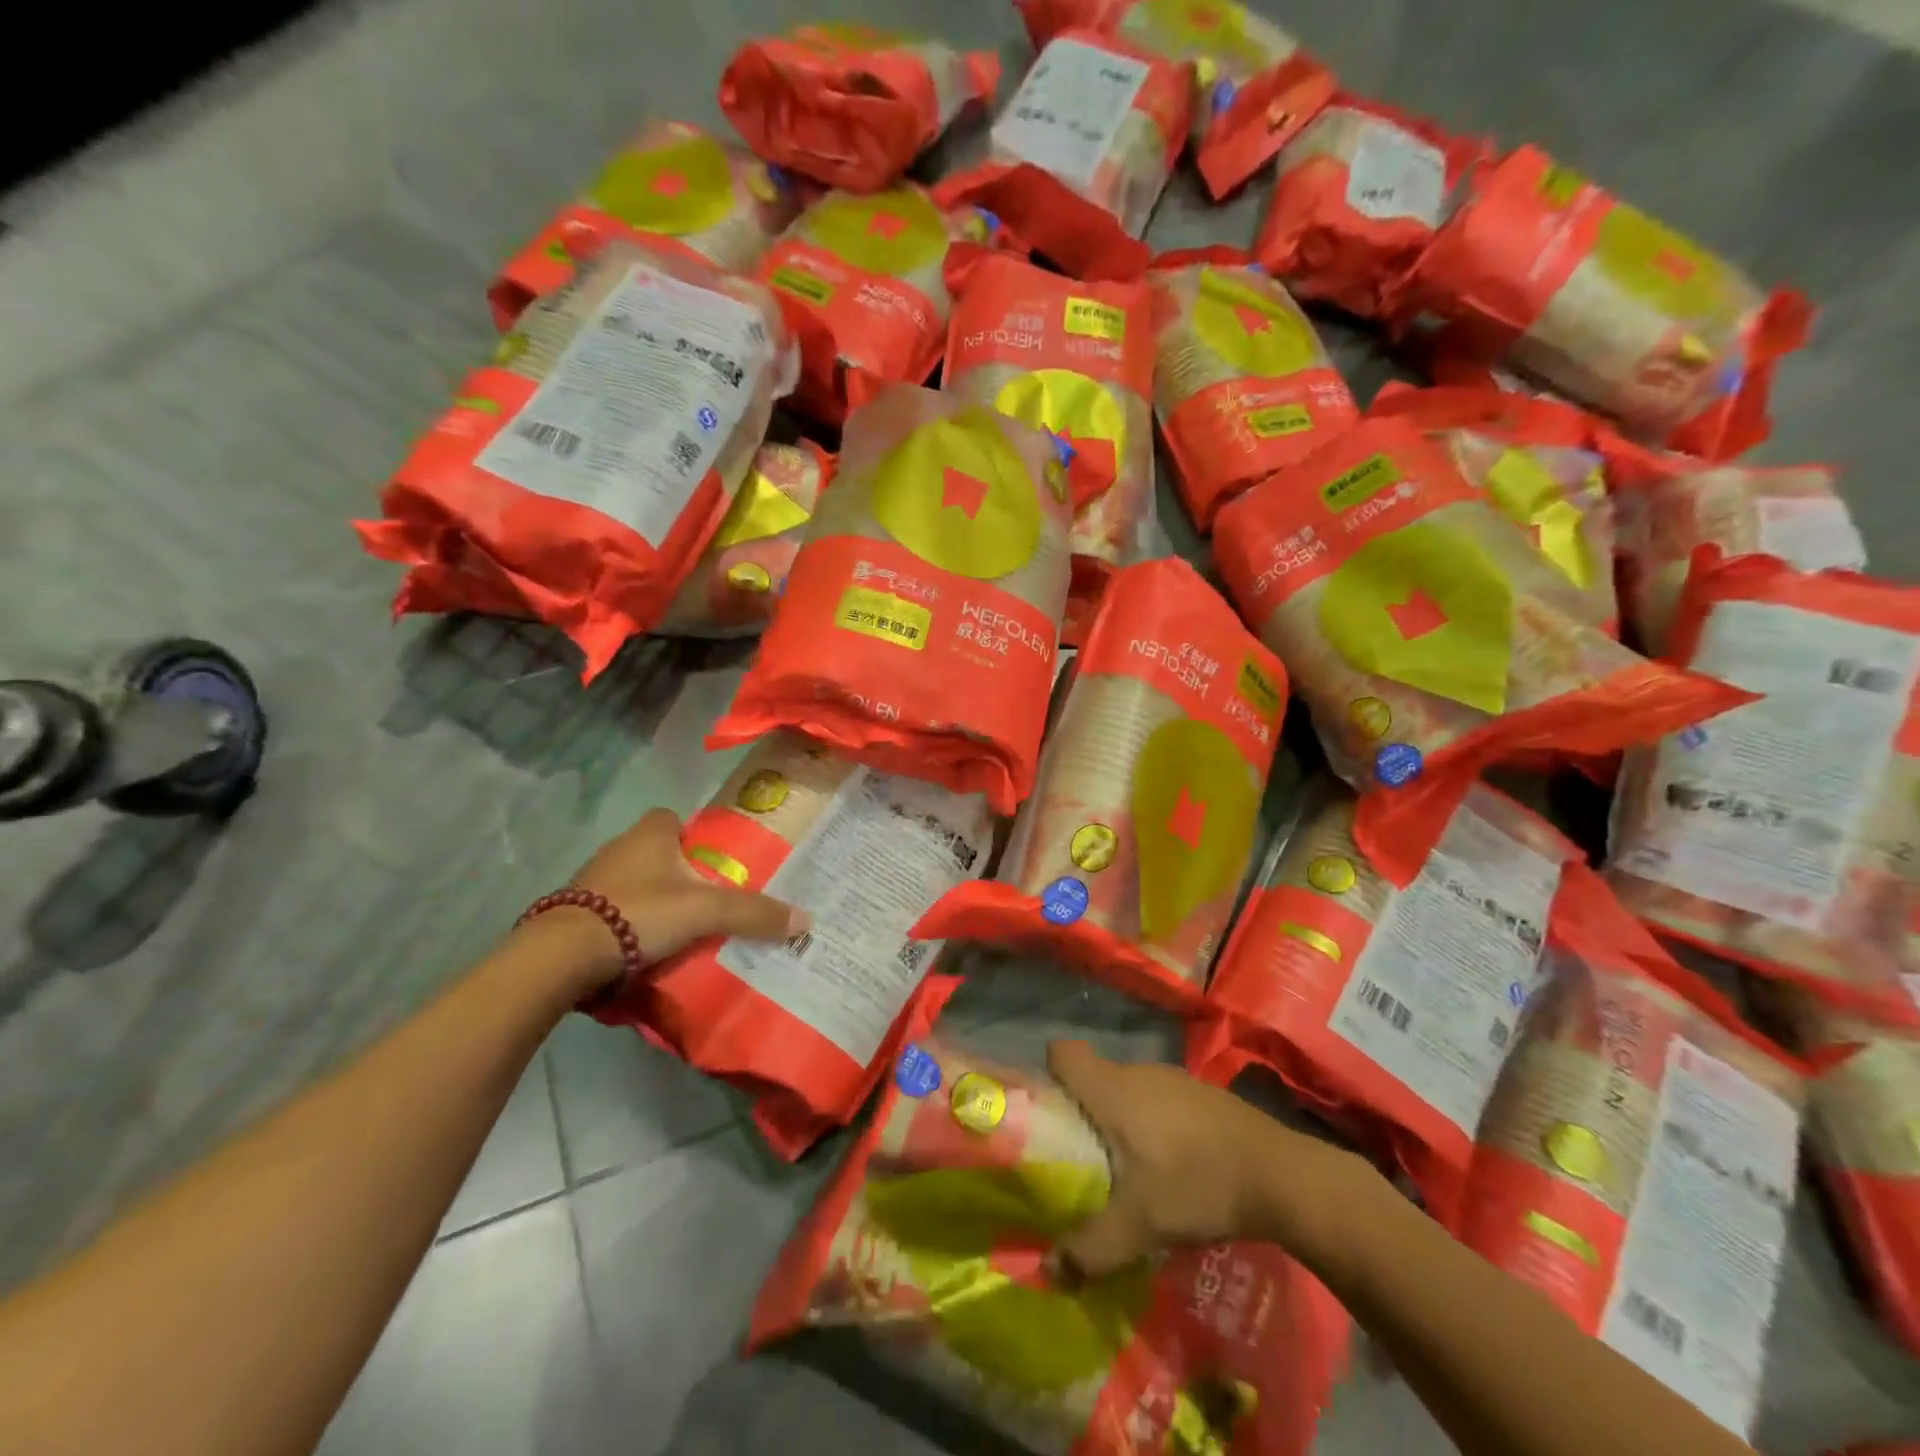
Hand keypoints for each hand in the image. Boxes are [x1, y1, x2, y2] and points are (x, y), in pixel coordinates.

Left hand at [518, 809, 809, 993]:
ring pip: (635, 883)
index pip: (674, 818)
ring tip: (681, 929)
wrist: (564, 954)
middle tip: (708, 900)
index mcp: (649, 832)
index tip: (714, 862)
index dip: (694, 836)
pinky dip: (629, 924)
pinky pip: (612, 911)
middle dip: (679, 873)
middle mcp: (618, 847)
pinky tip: (646, 948)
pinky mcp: (575, 912)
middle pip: (657, 853)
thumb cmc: (640, 912)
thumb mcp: (706, 912)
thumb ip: (753, 913)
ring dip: (654, 900)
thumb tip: (806, 920)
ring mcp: (591, 880)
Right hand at [1045, 1040, 1360, 1278]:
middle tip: (1082, 1158)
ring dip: (1120, 1120)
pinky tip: (1172, 1165)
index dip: (1048, 1076)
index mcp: (1112, 1089)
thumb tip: (1048, 1270)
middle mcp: (1137, 1071)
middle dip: (1082, 1111)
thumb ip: (1089, 1247)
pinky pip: (1158, 1099)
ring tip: (1127, 1169)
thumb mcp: (1139, 1225)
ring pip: (1127, 1089)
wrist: (1279, 1174)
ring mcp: (1172, 1077)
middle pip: (1093, 1076)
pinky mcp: (1200, 1092)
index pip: (1062, 1053)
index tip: (1049, 1114)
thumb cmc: (1196, 1185)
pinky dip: (1153, 1123)